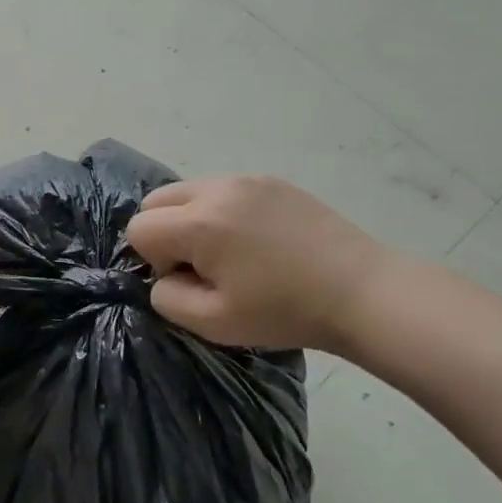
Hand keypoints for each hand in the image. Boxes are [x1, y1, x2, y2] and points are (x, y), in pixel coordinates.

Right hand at [125, 177, 395, 353]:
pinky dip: (222, 211)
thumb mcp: (213, 322)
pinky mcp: (273, 181)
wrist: (361, 291)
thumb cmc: (283, 311)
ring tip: (229, 253)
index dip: (153, 260)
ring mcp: (247, 179)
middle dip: (164, 232)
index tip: (188, 280)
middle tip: (201, 265)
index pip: (139, 228)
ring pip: (190, 191)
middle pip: (157, 200)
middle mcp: (217, 188)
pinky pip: (224, 189)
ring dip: (192, 219)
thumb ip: (167, 299)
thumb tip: (165, 277)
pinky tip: (256, 242)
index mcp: (199, 222)